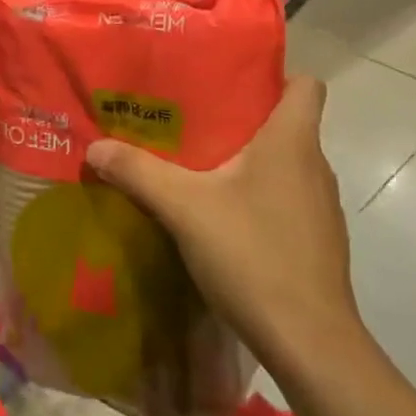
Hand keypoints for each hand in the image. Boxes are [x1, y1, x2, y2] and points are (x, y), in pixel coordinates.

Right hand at [84, 76, 358, 374]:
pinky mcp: (315, 241)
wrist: (308, 340)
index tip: (228, 81)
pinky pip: (283, 200)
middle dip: (240, 118)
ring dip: (245, 162)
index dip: (273, 75)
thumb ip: (138, 172)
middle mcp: (314, 167)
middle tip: (188, 121)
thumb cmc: (252, 254)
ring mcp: (319, 208)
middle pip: (286, 124)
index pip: (305, 85)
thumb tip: (95, 147)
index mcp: (291, 142)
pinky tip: (217, 218)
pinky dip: (254, 198)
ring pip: (282, 165)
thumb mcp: (183, 207)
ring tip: (195, 167)